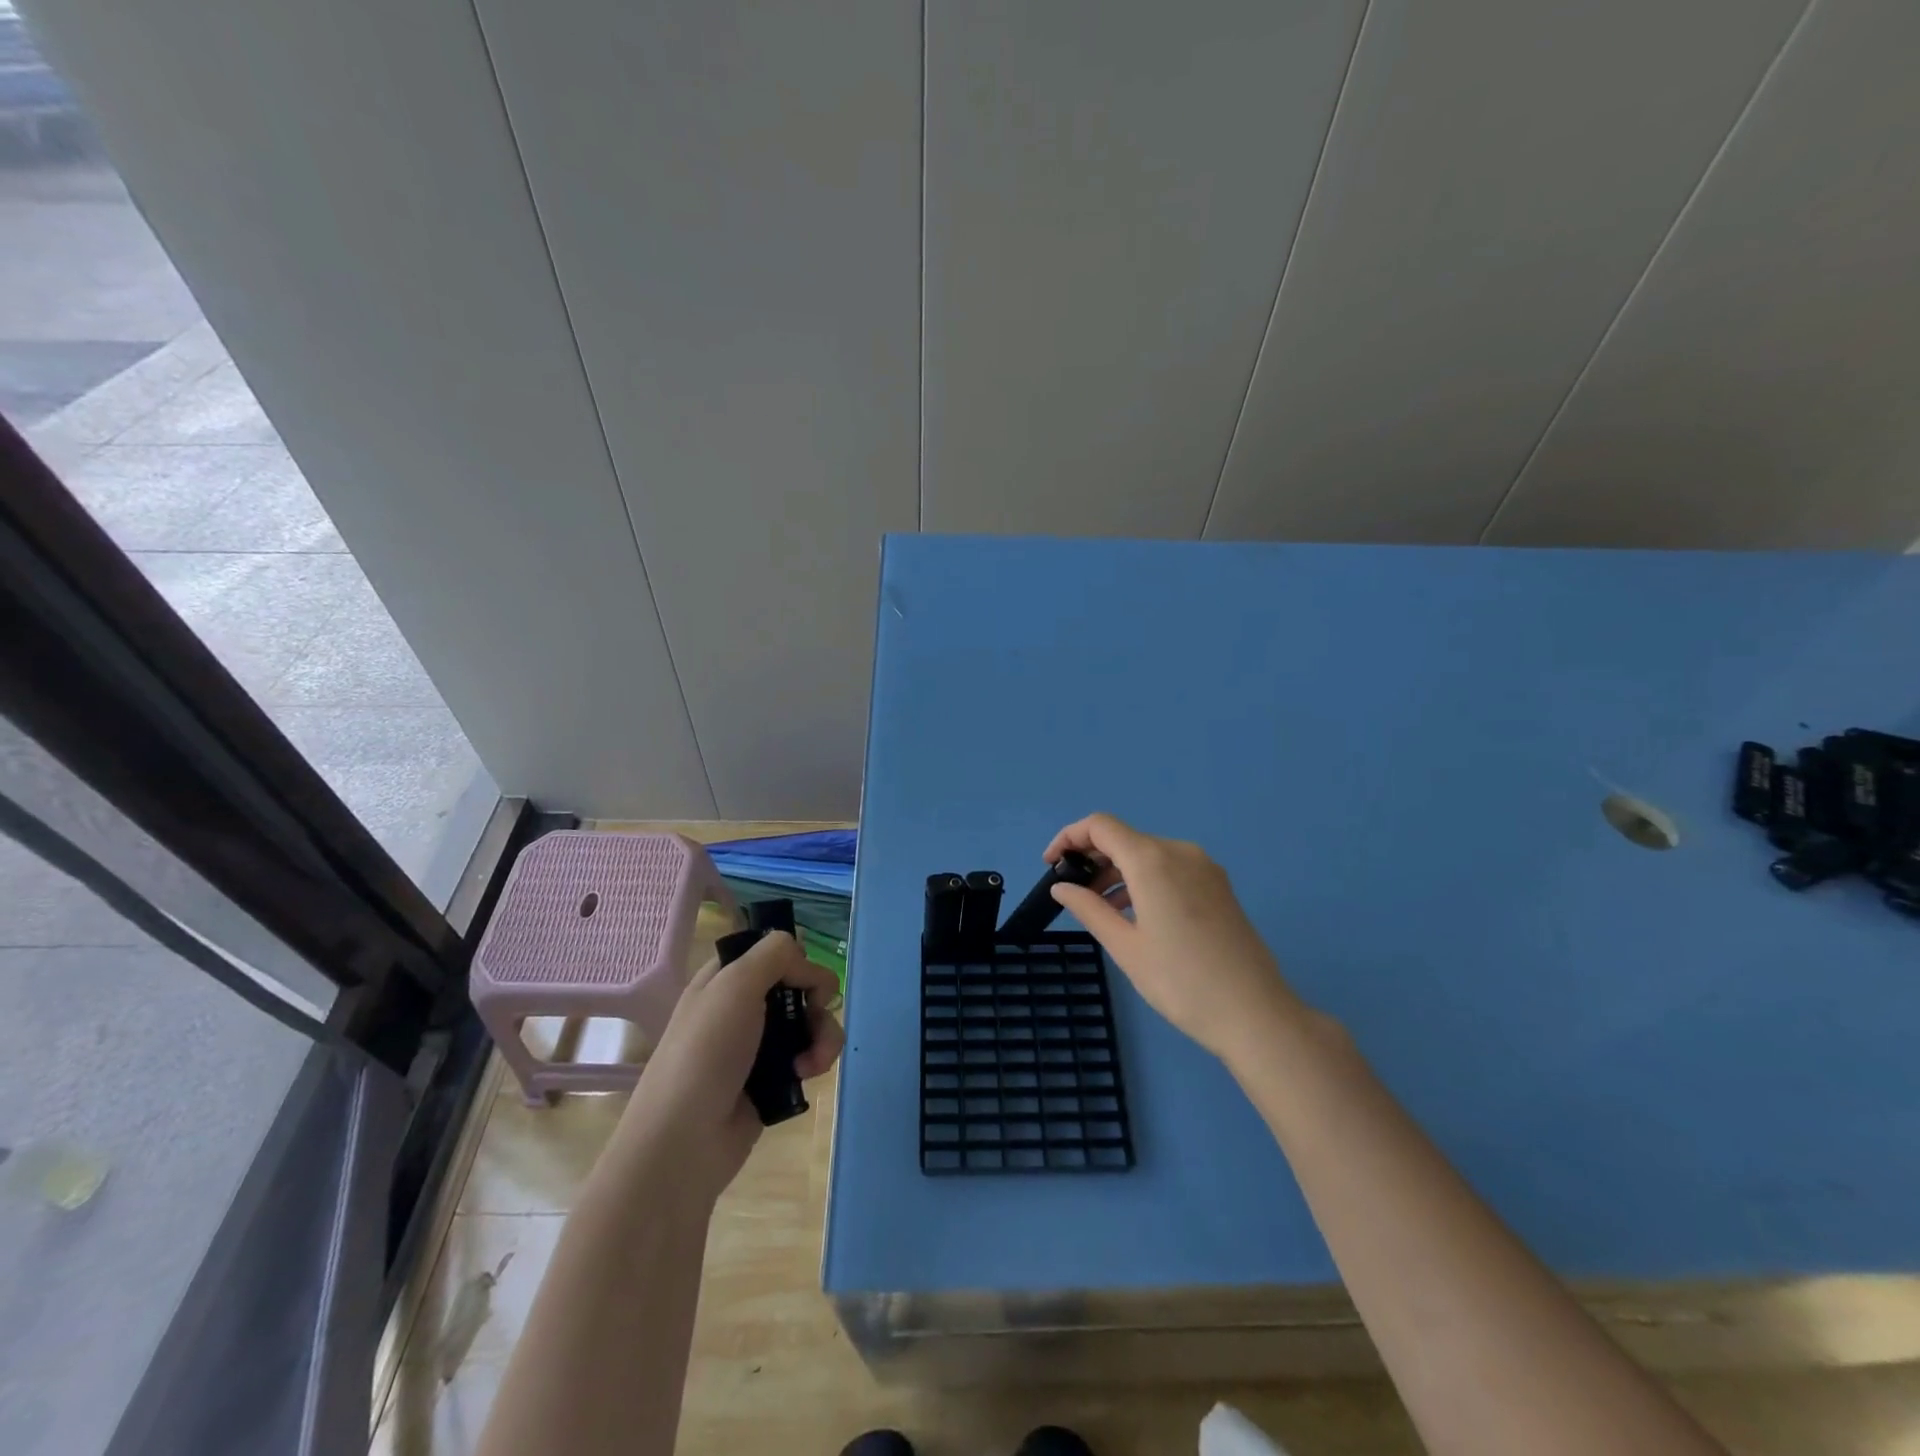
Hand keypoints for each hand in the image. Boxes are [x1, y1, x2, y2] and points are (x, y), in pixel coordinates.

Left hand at [626, 931, 843, 1202]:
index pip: (774, 951)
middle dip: (817, 1001)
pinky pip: (809, 1055)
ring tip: (814, 1061)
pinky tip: (806, 1075)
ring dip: (823, 1034)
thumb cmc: (706, 1052)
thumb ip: (776, 955)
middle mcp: (742, 1005)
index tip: (801, 980)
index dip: (796, 960)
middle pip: (800, 985)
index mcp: (726, 977)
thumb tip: (808, 966)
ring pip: (811, 1020)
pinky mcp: (773, 1078)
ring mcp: (758, 1044)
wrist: (684, 1141)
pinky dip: (816, 1060)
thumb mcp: (735, 984)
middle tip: (813, 1018)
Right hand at [1045, 812, 1305, 1062]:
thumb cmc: (1181, 982)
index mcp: (1153, 860)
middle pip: (1125, 838)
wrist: (1256, 1014)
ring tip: (1100, 909)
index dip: (1069, 837)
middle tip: (1072, 893)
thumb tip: (1061, 886)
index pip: (1100, 826)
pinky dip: (1143, 880)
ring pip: (1147, 853)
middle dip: (1092, 858)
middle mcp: (1179, 851)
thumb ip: (1089, 909)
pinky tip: (1134, 913)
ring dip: (1117, 871)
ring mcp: (1204, 867)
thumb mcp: (1125, 947)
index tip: (1050, 866)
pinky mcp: (1218, 885)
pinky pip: (1170, 868)